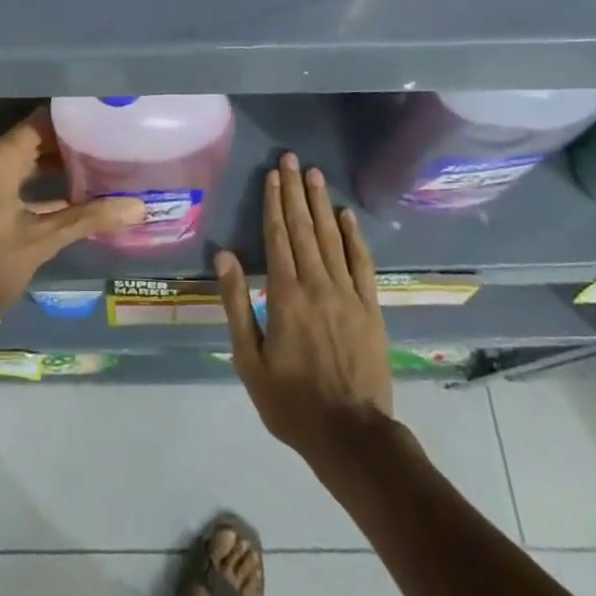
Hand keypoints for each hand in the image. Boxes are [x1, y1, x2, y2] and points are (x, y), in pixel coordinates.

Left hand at [0, 115, 144, 328]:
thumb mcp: (41, 241)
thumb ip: (88, 219)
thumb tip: (138, 206)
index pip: (40, 124)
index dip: (73, 122)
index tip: (104, 123)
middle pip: (32, 142)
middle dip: (68, 147)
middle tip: (108, 148)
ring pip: (21, 165)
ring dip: (53, 170)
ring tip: (96, 172)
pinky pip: (9, 183)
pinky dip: (35, 188)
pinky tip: (68, 201)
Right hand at [217, 153, 392, 465]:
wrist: (351, 436)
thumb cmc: (291, 402)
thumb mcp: (249, 360)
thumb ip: (237, 304)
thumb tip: (225, 255)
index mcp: (285, 296)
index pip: (277, 237)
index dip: (273, 203)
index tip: (272, 175)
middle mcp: (317, 285)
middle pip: (304, 228)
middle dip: (295, 191)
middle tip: (292, 159)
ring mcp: (348, 294)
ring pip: (332, 238)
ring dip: (321, 203)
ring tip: (314, 174)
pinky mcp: (370, 307)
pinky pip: (361, 262)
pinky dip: (354, 235)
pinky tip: (346, 214)